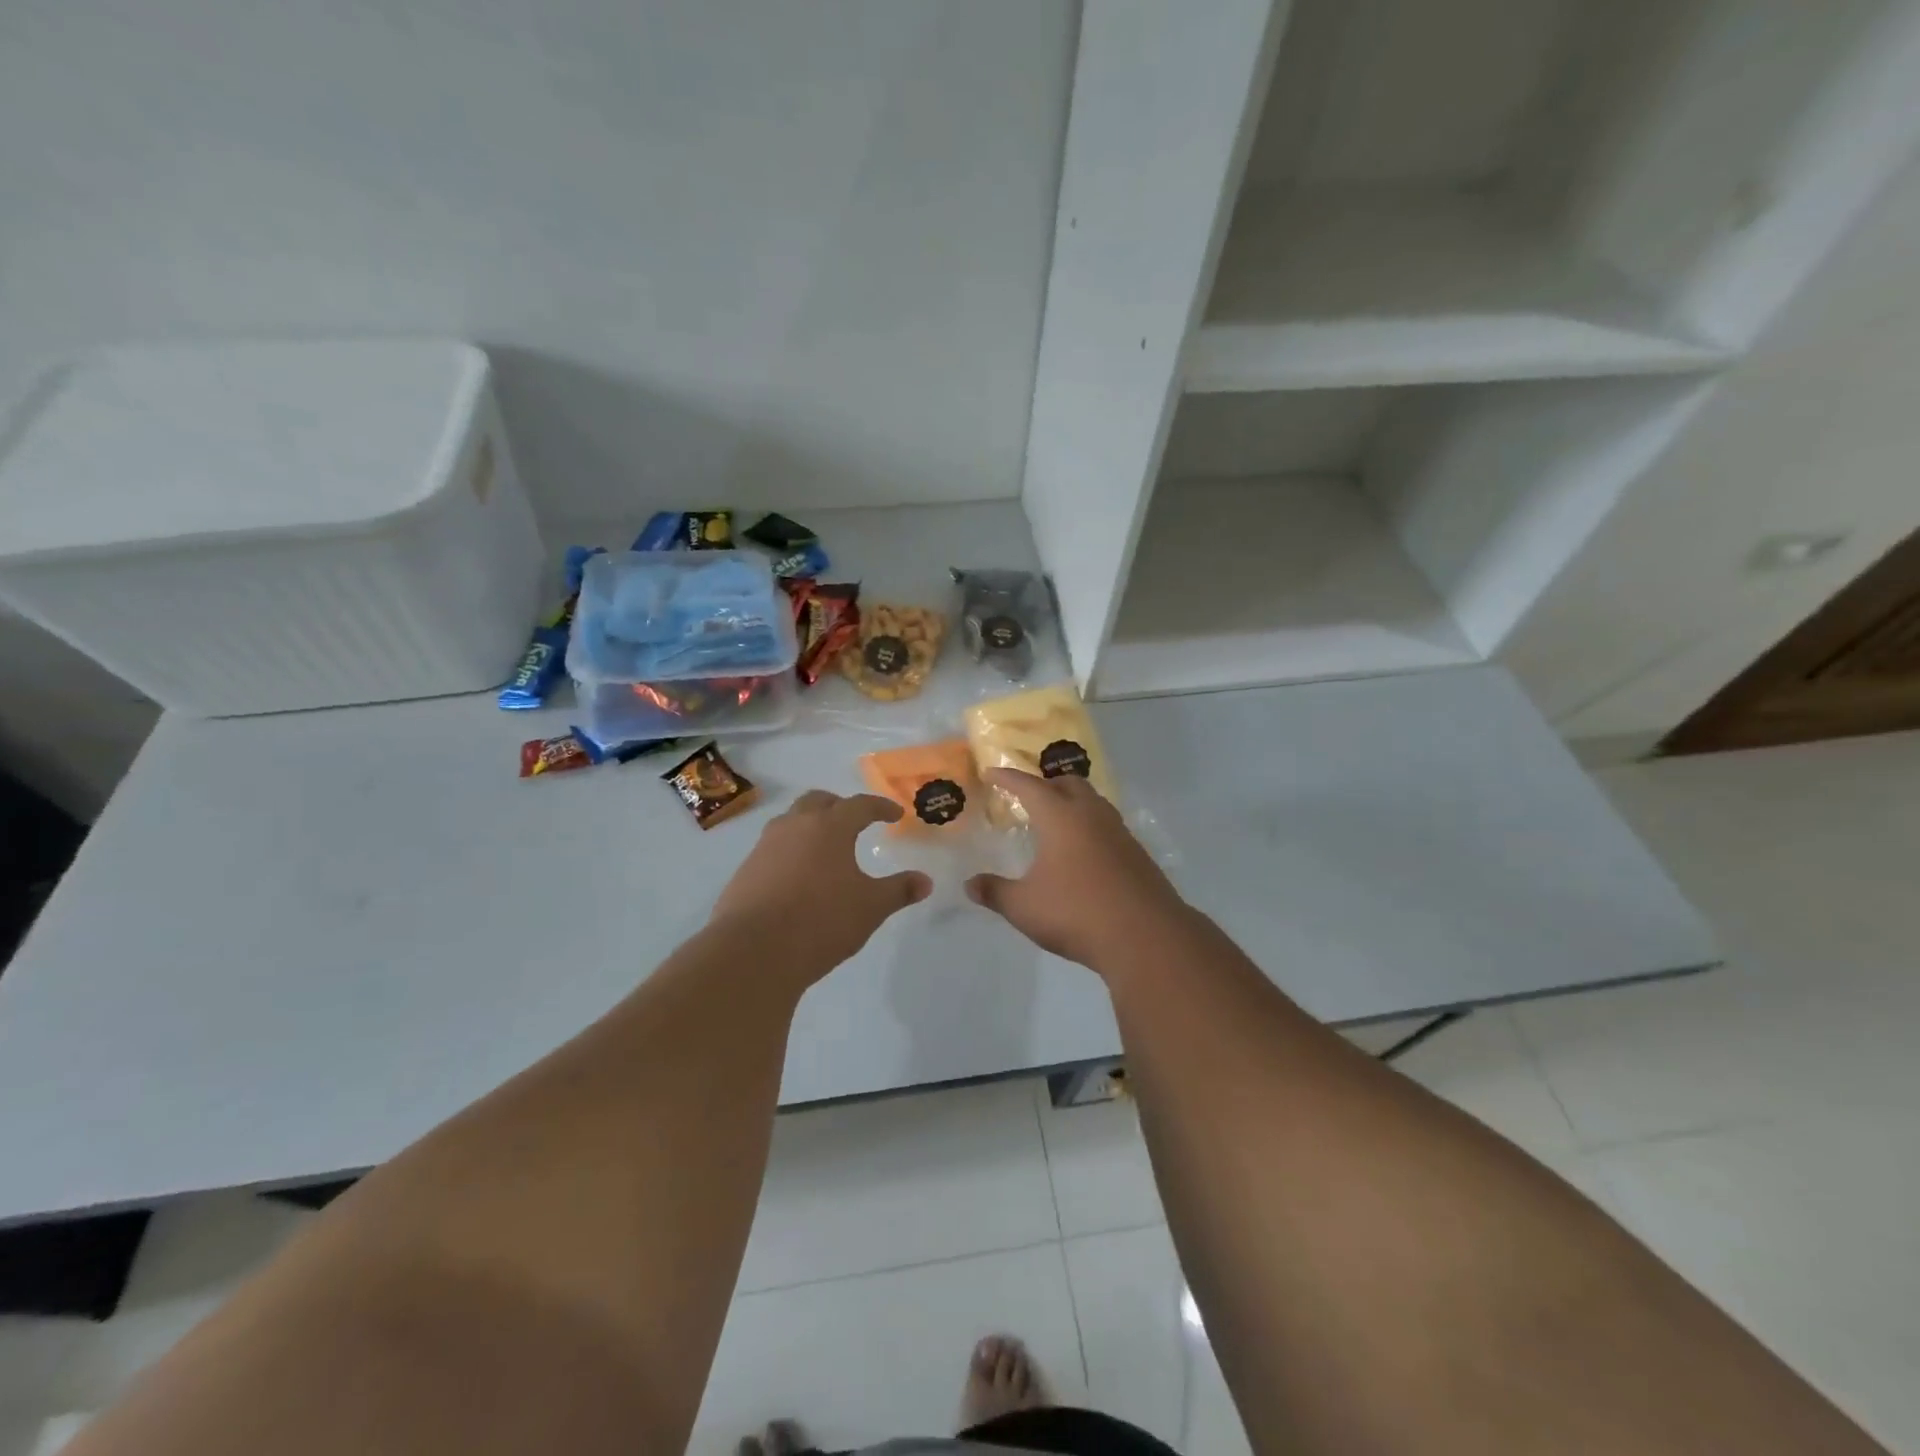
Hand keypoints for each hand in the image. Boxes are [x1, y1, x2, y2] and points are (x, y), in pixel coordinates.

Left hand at [710, 790, 931, 978]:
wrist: (752, 952)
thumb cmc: (821, 921)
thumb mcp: (870, 908)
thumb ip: (899, 890)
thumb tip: (925, 881)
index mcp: (829, 827)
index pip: (860, 805)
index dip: (880, 807)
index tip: (895, 814)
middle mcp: (795, 826)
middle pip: (818, 801)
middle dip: (839, 806)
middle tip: (854, 821)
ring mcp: (764, 847)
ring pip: (790, 822)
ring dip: (810, 826)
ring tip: (825, 848)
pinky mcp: (744, 871)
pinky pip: (773, 849)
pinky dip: (790, 852)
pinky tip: (798, 878)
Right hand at [966, 769, 1190, 969]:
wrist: (1146, 937)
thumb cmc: (1076, 912)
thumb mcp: (1024, 906)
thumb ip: (995, 892)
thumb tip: (970, 885)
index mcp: (1061, 817)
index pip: (1029, 786)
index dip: (1008, 778)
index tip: (993, 772)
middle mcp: (1092, 815)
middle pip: (1069, 784)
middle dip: (1046, 784)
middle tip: (1029, 795)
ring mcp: (1120, 834)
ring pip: (1094, 803)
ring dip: (1073, 802)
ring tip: (1057, 820)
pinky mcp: (1138, 855)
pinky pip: (1109, 827)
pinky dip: (1091, 827)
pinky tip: (1085, 853)